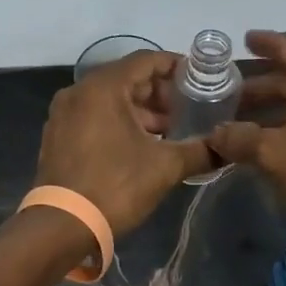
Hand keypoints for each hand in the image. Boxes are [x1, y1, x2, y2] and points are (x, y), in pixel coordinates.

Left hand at [35, 52, 215, 235]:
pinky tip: (141, 146)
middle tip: (188, 112)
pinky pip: (94, 117)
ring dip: (141, 112)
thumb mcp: (165, 167)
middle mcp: (78, 92)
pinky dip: (119, 123)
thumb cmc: (115, 186)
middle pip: (127, 79)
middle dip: (160, 94)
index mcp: (103, 87)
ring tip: (169, 133)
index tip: (200, 80)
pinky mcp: (57, 136)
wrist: (62, 225)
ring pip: (110, 100)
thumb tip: (228, 149)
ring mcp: (63, 114)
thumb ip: (200, 151)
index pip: (146, 60)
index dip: (176, 67)